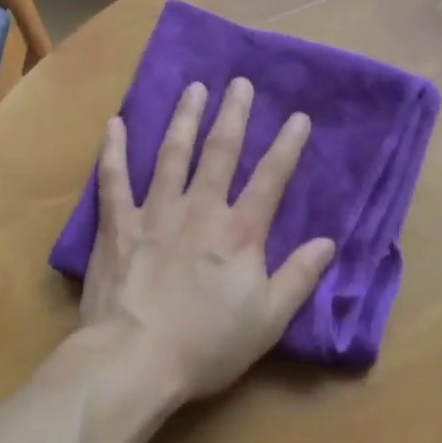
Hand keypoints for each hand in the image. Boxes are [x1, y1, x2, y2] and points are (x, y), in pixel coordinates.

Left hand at [79, 78, 337, 403]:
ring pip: (172, 155)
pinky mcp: (117, 225)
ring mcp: (155, 213)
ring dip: (184, 119)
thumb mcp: (268, 320)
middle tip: (240, 83)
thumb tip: (328, 242)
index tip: (298, 117)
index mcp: (239, 233)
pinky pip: (113, 179)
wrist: (135, 359)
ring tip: (194, 88)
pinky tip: (115, 123)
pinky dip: (113, 150)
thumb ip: (299, 277)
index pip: (270, 179)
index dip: (287, 146)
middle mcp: (199, 210)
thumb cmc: (206, 345)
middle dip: (233, 115)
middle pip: (220, 153)